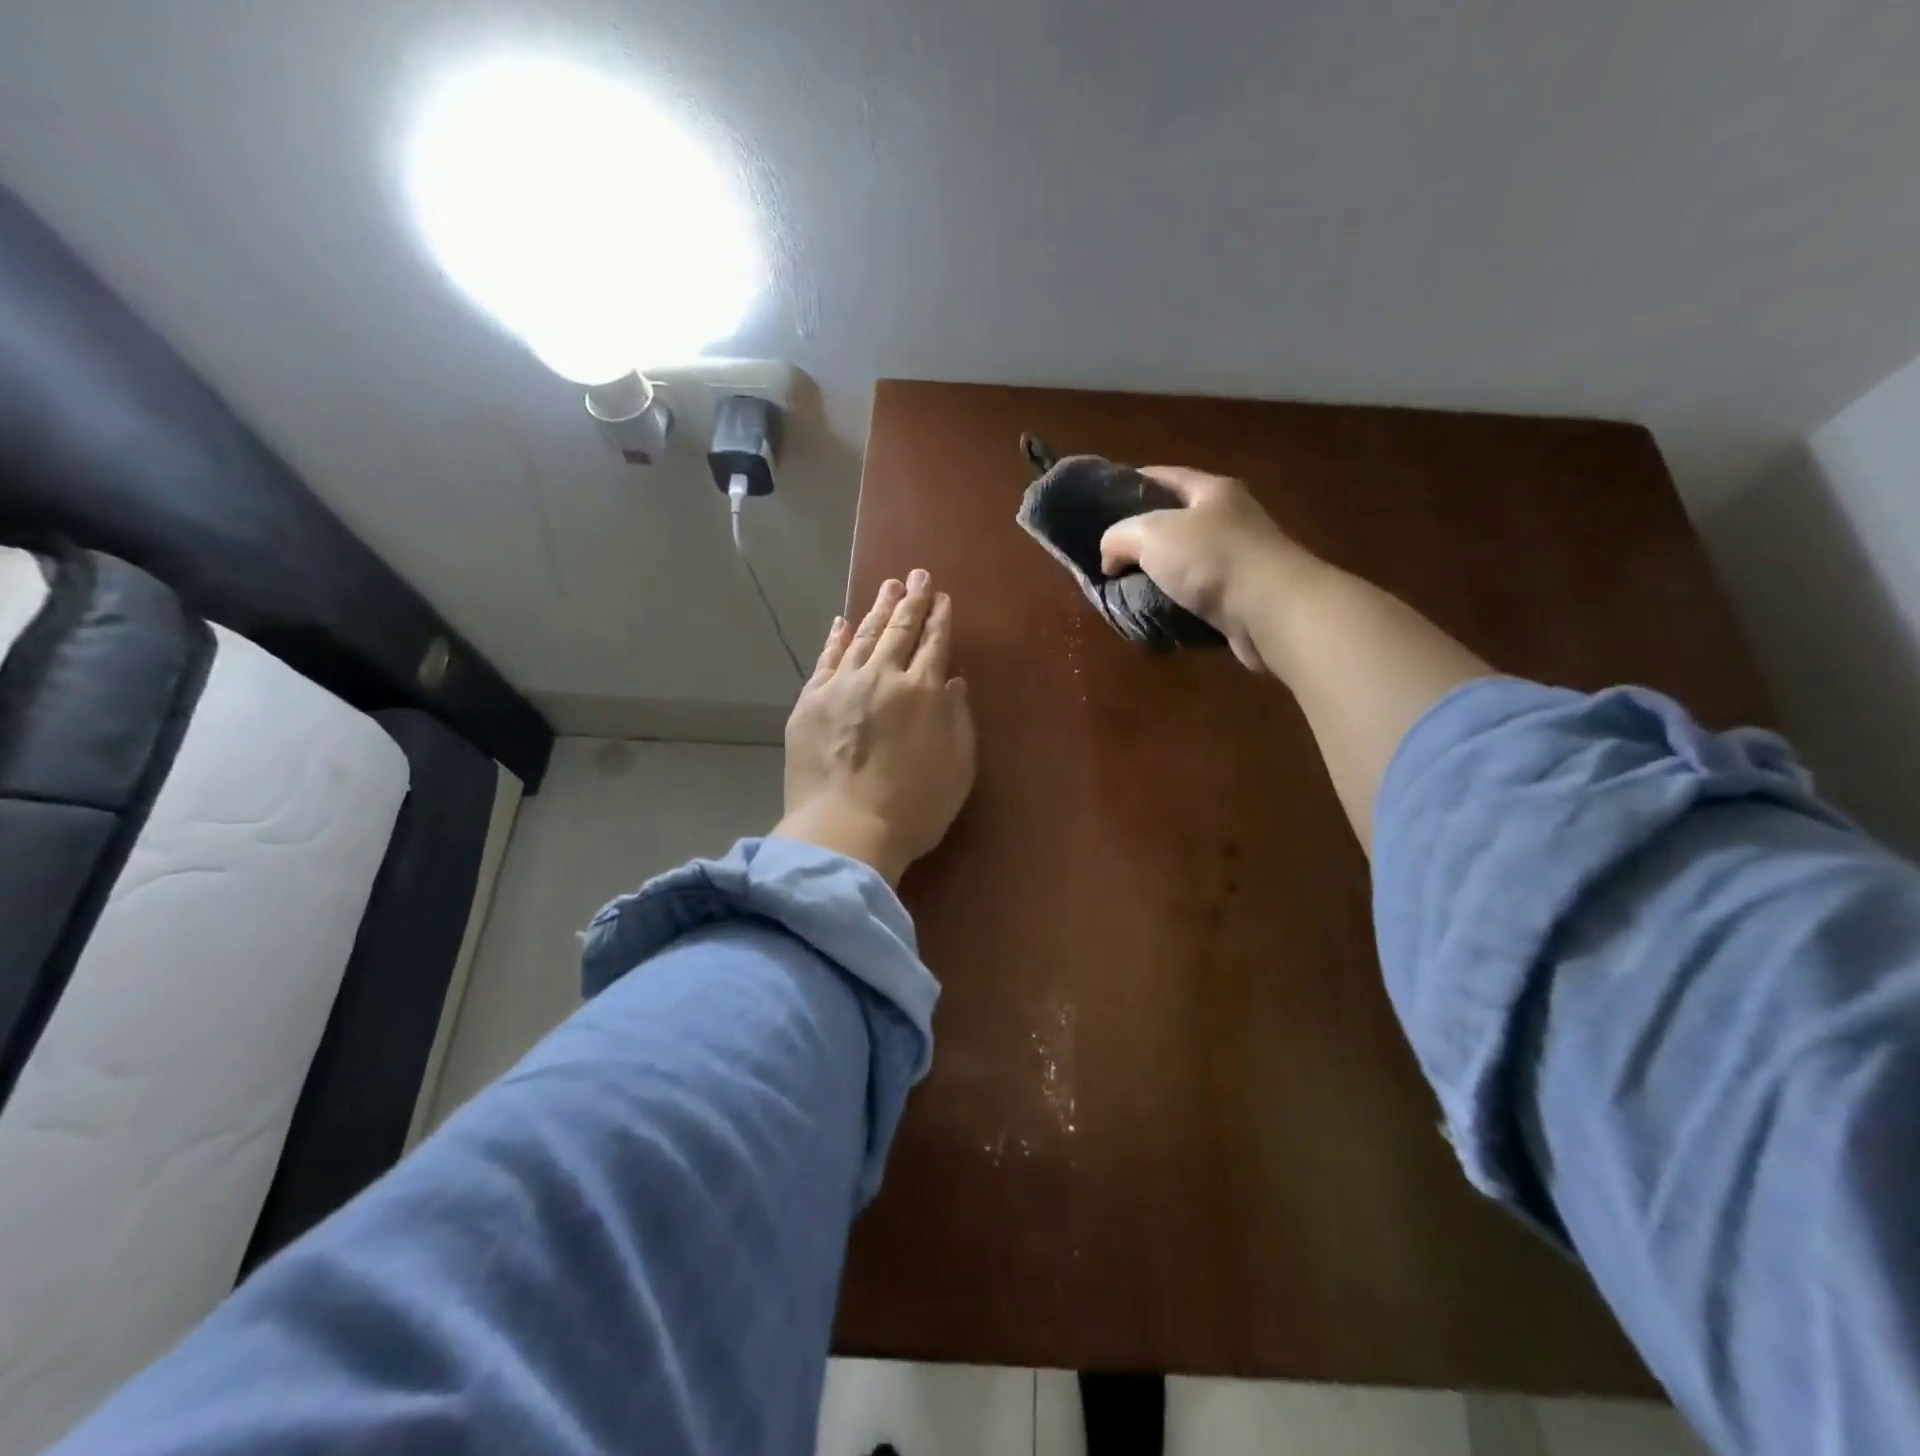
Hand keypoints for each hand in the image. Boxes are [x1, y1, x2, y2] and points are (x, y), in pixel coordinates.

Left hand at [774, 570, 976, 885]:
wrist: (845, 829)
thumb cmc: (914, 808)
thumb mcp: (958, 768)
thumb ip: (958, 719)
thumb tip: (953, 682)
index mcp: (923, 691)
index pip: (934, 643)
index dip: (939, 618)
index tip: (941, 597)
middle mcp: (883, 677)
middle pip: (899, 630)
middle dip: (911, 600)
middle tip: (916, 575)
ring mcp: (842, 686)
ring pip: (863, 637)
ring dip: (877, 610)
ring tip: (888, 587)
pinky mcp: (810, 701)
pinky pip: (826, 660)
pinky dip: (836, 639)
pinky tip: (842, 623)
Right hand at [1098, 467, 1315, 672]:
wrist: (1272, 611)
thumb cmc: (1212, 559)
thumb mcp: (1151, 535)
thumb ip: (1119, 537)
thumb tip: (1110, 558)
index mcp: (1213, 492)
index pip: (1166, 476)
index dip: (1133, 482)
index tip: (1102, 499)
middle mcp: (1230, 520)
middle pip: (1176, 522)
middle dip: (1143, 538)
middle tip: (1109, 554)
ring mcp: (1239, 561)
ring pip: (1186, 564)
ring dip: (1158, 577)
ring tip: (1124, 590)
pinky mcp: (1242, 598)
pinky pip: (1198, 598)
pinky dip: (1175, 605)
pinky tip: (1154, 615)